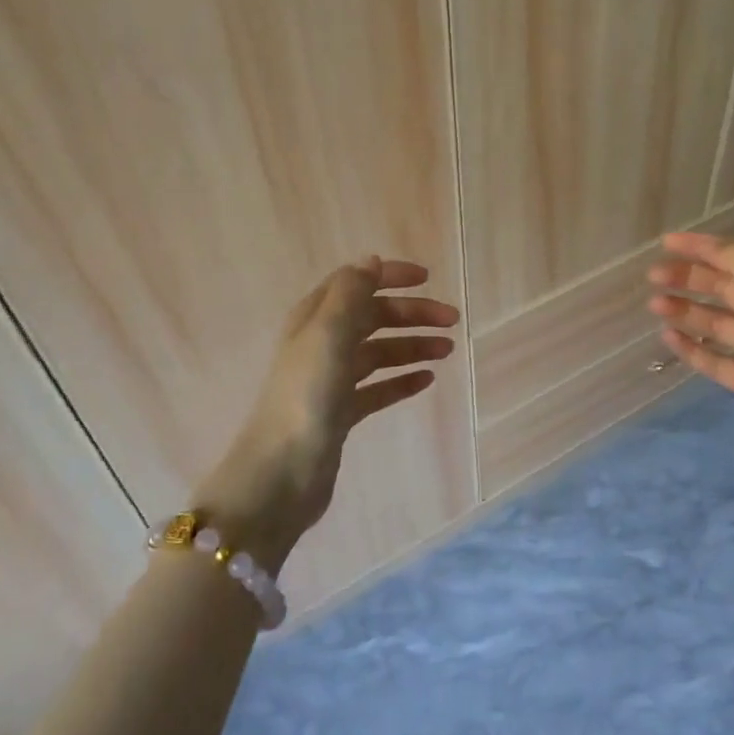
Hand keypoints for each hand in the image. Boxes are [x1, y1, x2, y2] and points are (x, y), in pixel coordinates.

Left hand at [199, 258, 457, 570]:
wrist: (281, 474)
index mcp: (315, 319)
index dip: (390, 276)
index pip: (356, 283)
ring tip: (447, 350)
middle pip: (373, 317)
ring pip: (380, 352)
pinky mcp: (341, 413)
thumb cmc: (306, 395)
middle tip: (452, 321)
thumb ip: (351, 293)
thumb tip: (371, 261)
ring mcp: (331, 380)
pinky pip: (378, 388)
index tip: (428, 278)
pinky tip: (426, 380)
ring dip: (413, 345)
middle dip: (412, 314)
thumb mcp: (328, 333)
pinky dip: (401, 380)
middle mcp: (322, 344)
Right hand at [648, 232, 733, 474]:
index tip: (665, 242)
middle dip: (688, 278)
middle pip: (723, 288)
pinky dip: (691, 346)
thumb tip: (706, 245)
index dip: (702, 247)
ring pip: (715, 322)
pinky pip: (714, 359)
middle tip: (653, 275)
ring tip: (654, 305)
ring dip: (685, 309)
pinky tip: (667, 336)